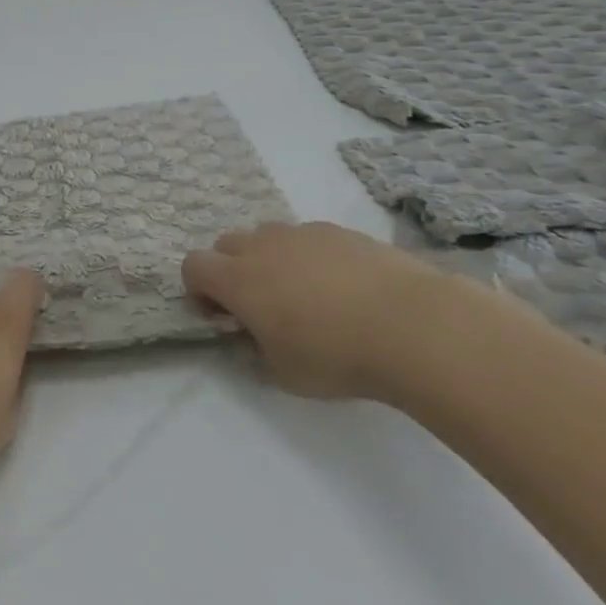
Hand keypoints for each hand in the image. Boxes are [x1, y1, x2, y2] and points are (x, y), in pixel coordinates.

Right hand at [182, 222, 469, 399]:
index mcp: (238, 280)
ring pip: (267, 235)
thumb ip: (256, 349)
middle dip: (231, 270)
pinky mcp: (339, 231)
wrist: (412, 325)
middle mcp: (263, 247)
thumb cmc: (336, 356)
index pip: (193, 266)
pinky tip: (342, 286)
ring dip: (269, 258)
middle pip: (226, 244)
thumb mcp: (283, 373)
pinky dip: (309, 255)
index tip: (223, 316)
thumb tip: (254, 335)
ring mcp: (303, 233)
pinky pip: (307, 237)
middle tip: (259, 305)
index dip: (199, 290)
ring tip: (303, 292)